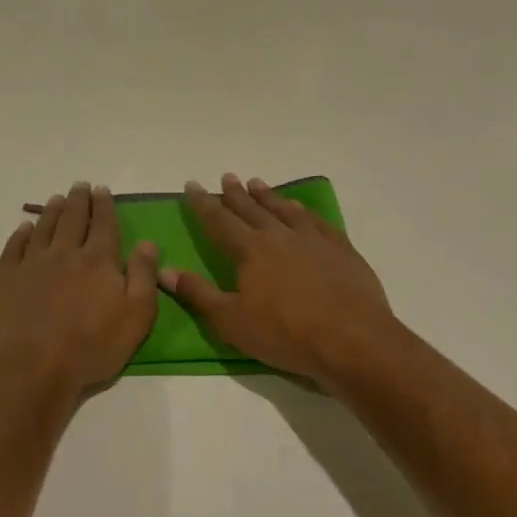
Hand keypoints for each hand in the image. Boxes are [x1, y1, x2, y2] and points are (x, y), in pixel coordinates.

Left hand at [0, 182, 159, 399]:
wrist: (35, 367)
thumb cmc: (92, 345)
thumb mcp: (136, 315)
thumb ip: (143, 276)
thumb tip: (147, 242)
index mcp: (98, 261)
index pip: (104, 225)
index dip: (104, 206)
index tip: (102, 190)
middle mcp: (65, 254)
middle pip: (73, 219)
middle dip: (79, 200)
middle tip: (80, 185)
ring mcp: (32, 264)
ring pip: (44, 228)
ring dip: (52, 211)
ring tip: (57, 199)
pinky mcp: (7, 279)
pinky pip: (15, 248)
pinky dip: (21, 234)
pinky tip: (24, 228)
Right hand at [161, 173, 400, 388]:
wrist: (352, 339)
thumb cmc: (285, 333)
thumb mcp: (231, 321)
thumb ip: (198, 293)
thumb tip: (164, 270)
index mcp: (250, 250)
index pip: (219, 221)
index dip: (204, 203)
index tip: (193, 185)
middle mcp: (280, 236)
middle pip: (252, 209)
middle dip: (235, 193)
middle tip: (226, 176)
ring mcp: (313, 239)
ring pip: (284, 209)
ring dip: (268, 196)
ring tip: (257, 183)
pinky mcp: (340, 249)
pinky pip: (317, 221)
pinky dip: (304, 211)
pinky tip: (301, 208)